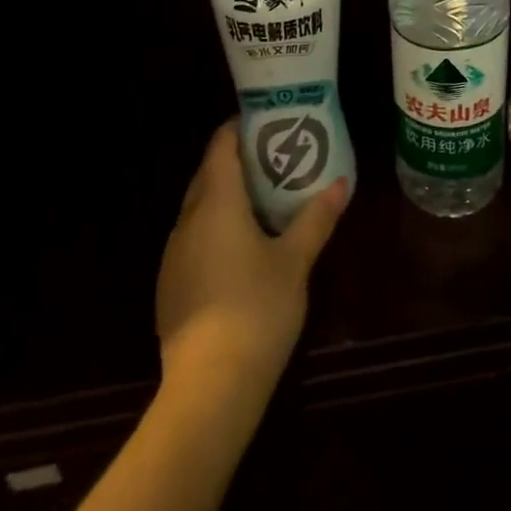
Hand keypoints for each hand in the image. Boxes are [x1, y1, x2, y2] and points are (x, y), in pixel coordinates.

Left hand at [155, 121, 349, 392]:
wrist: (209, 386)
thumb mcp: (295, 261)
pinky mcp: (169, 284)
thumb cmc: (257, 309)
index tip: (267, 123)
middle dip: (236, 162)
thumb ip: (316, 218)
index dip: (239, 129)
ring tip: (261, 201)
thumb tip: (342, 184)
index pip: (220, 146)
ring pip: (198, 208)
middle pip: (208, 174)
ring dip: (225, 197)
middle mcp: (187, 219)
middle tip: (273, 159)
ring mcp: (173, 253)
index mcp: (216, 202)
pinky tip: (238, 250)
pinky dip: (213, 229)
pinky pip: (192, 238)